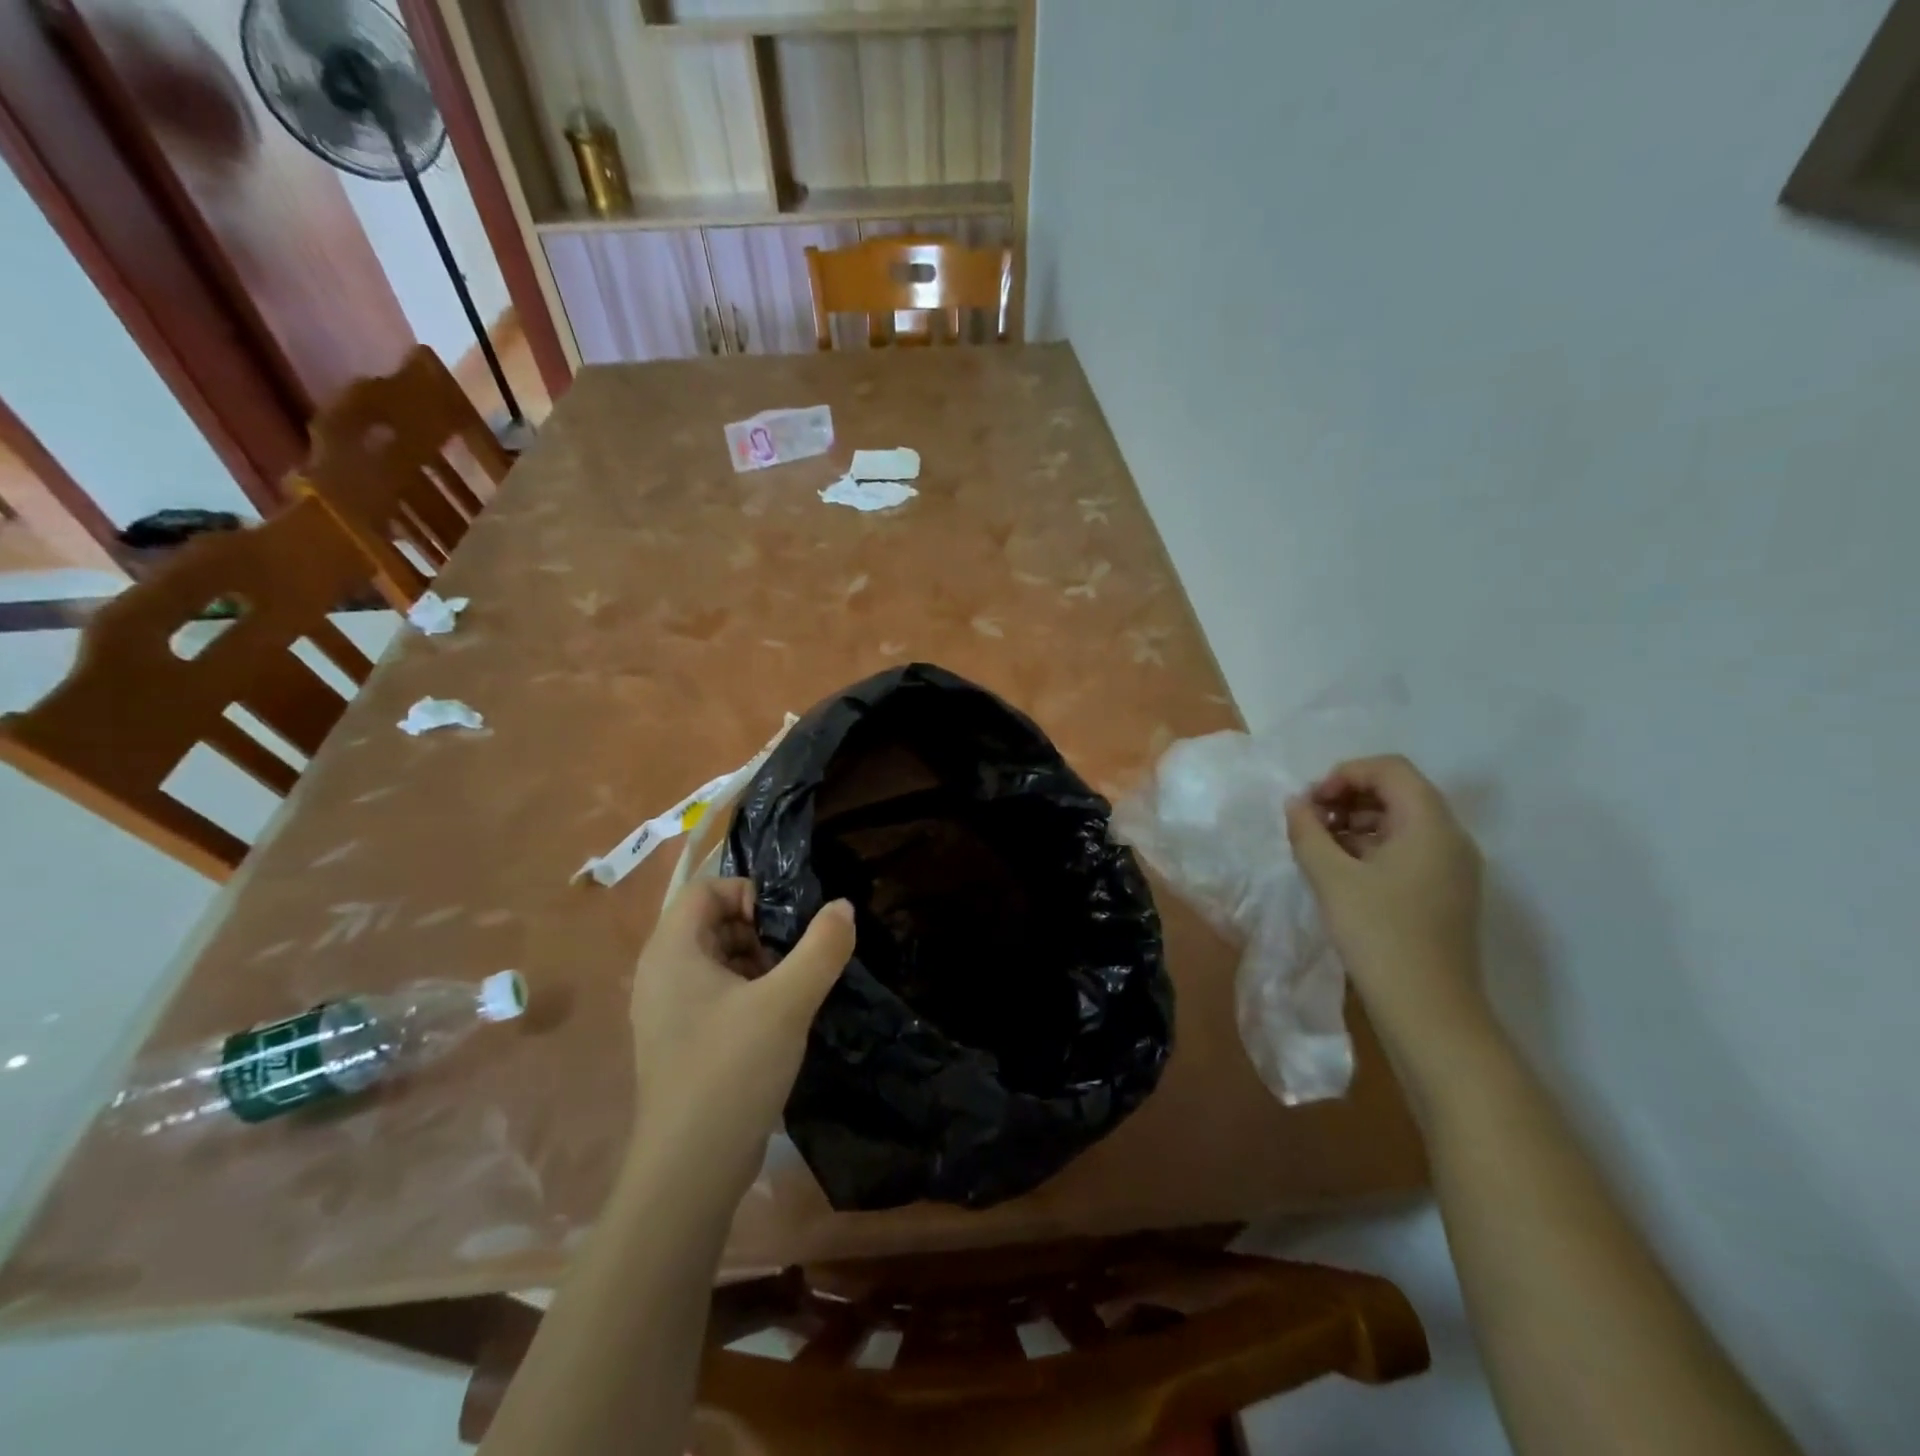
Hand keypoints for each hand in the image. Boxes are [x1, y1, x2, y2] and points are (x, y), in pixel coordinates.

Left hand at [627, 880, 854, 1204]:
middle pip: (712, 921)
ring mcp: (668, 1011)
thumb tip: (843, 906)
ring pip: (718, 959)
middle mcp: (661, 973)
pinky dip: (748, 992)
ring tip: (793, 986)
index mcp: (671, 951)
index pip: (707, 889)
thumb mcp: (787, 1002)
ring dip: (758, 961)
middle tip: (795, 955)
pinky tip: (779, 1018)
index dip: (749, 893)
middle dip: (759, 929)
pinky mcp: (682, 1041)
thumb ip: (821, 947)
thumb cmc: (731, 1071)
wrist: (690, 1171)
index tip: (786, 923)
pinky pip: (716, 993)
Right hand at [1285, 755, 1490, 1069]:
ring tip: (1319, 848)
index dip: (1345, 774)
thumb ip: (1308, 831)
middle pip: (1398, 791)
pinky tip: (1341, 872)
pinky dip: (1372, 847)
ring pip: (1402, 822)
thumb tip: (1296, 804)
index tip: (1311, 803)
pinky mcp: (1446, 892)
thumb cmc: (1379, 935)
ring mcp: (1453, 867)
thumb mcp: (1331, 878)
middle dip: (1348, 797)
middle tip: (1309, 822)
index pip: (1390, 769)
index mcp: (1431, 825)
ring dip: (1357, 822)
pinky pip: (1408, 849)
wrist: (1429, 1011)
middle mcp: (1451, 838)